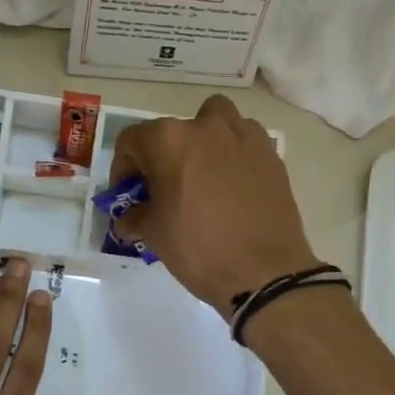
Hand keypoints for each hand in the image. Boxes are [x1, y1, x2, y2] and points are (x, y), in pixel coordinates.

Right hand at [109, 95, 320, 311]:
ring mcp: (244, 137)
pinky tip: (233, 186)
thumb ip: (136, 216)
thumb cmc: (199, 249)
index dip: (123, 168)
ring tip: (202, 175)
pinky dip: (234, 154)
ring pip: (216, 121)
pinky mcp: (271, 155)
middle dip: (163, 155)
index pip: (132, 141)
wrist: (264, 273)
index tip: (129, 194)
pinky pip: (245, 141)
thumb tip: (128, 218)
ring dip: (203, 140)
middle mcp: (206, 127)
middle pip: (173, 130)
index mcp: (169, 140)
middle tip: (164, 188)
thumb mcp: (154, 234)